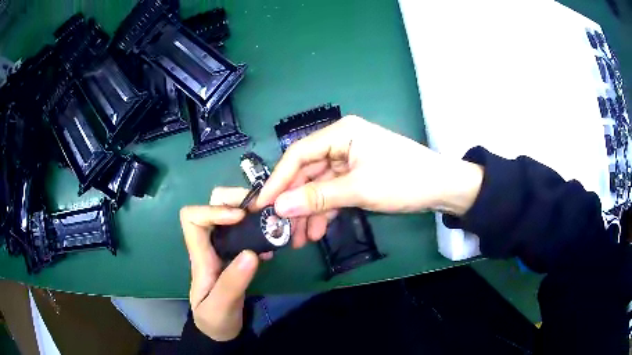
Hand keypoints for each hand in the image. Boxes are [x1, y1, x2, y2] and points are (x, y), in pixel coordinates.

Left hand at [180, 187, 269, 340]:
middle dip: (237, 199)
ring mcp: (223, 248)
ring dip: (250, 212)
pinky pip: (244, 230)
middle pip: (212, 205)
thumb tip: (251, 253)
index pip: (192, 217)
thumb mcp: (221, 306)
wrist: (219, 330)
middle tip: (263, 209)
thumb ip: (233, 283)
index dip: (214, 210)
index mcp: (200, 256)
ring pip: (230, 214)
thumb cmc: (214, 319)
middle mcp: (209, 245)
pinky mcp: (235, 254)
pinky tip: (271, 243)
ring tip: (272, 222)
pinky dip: (258, 228)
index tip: (240, 217)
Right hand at [256, 116, 482, 246]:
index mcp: (340, 133)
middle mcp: (341, 143)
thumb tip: (279, 208)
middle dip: (295, 203)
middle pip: (307, 173)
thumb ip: (317, 198)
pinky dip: (325, 210)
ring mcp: (349, 160)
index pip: (298, 155)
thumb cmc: (403, 180)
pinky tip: (317, 231)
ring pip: (319, 186)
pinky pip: (334, 192)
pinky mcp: (358, 175)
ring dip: (309, 212)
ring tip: (300, 239)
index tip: (262, 206)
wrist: (443, 188)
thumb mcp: (358, 190)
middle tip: (281, 230)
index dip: (278, 181)